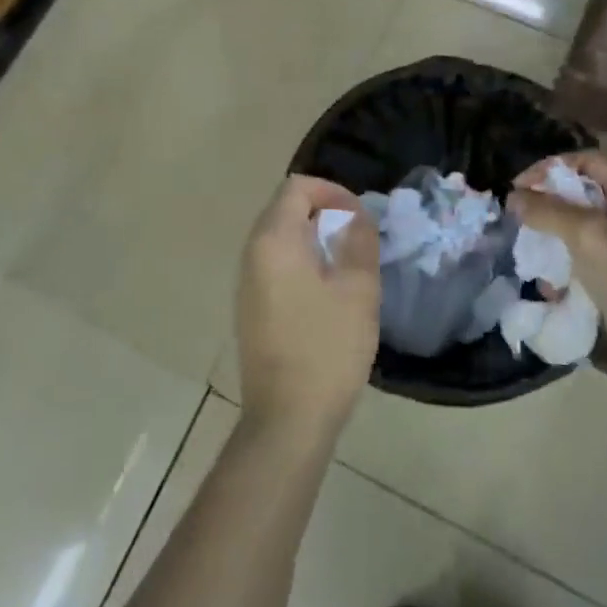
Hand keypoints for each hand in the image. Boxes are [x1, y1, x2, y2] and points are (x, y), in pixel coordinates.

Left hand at [237, 175, 380, 439]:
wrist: (287, 419)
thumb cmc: (327, 348)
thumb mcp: (358, 289)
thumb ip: (359, 241)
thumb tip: (355, 216)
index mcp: (274, 240)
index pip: (297, 187)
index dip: (332, 191)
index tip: (360, 217)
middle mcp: (252, 253)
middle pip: (285, 209)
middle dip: (324, 213)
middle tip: (358, 238)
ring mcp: (246, 282)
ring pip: (280, 238)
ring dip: (314, 238)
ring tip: (347, 264)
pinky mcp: (250, 307)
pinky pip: (275, 264)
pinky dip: (301, 261)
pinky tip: (327, 292)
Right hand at [508, 151, 606, 379]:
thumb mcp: (587, 234)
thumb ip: (547, 210)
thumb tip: (513, 197)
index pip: (590, 160)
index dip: (552, 167)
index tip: (519, 186)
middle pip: (584, 194)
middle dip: (549, 203)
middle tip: (519, 216)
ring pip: (582, 229)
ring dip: (553, 237)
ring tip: (530, 251)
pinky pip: (586, 261)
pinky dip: (565, 267)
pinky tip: (548, 285)